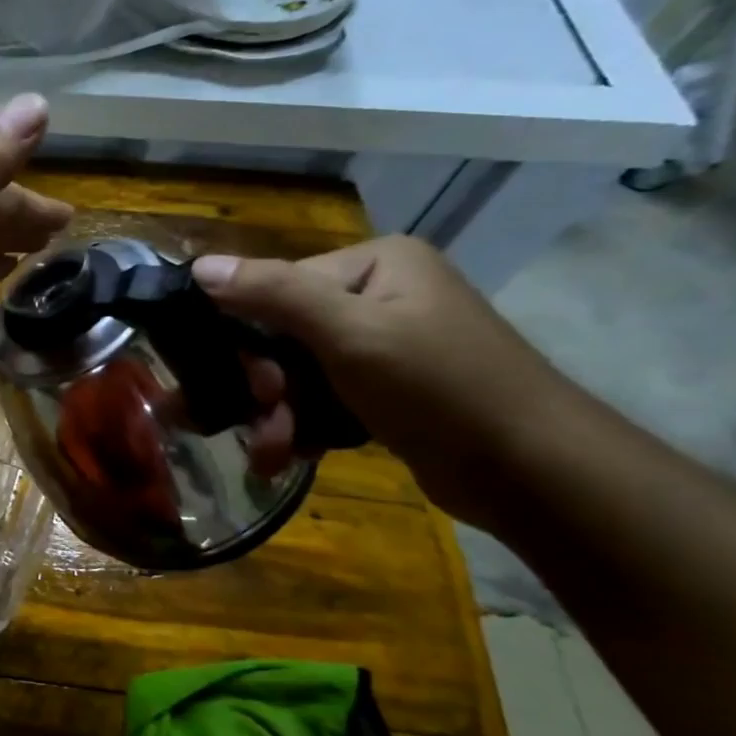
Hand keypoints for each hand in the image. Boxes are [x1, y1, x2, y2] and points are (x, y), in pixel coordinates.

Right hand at [192, 236, 576, 527]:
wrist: (535, 471)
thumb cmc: (440, 388)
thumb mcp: (349, 333)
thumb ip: (273, 294)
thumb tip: (200, 266)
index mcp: (374, 264)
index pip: (276, 288)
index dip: (250, 339)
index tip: (253, 388)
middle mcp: (378, 294)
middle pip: (283, 335)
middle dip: (266, 388)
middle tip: (265, 425)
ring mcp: (384, 343)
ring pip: (297, 373)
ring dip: (277, 415)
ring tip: (272, 455)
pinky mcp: (387, 389)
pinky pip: (322, 397)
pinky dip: (304, 425)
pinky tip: (294, 454)